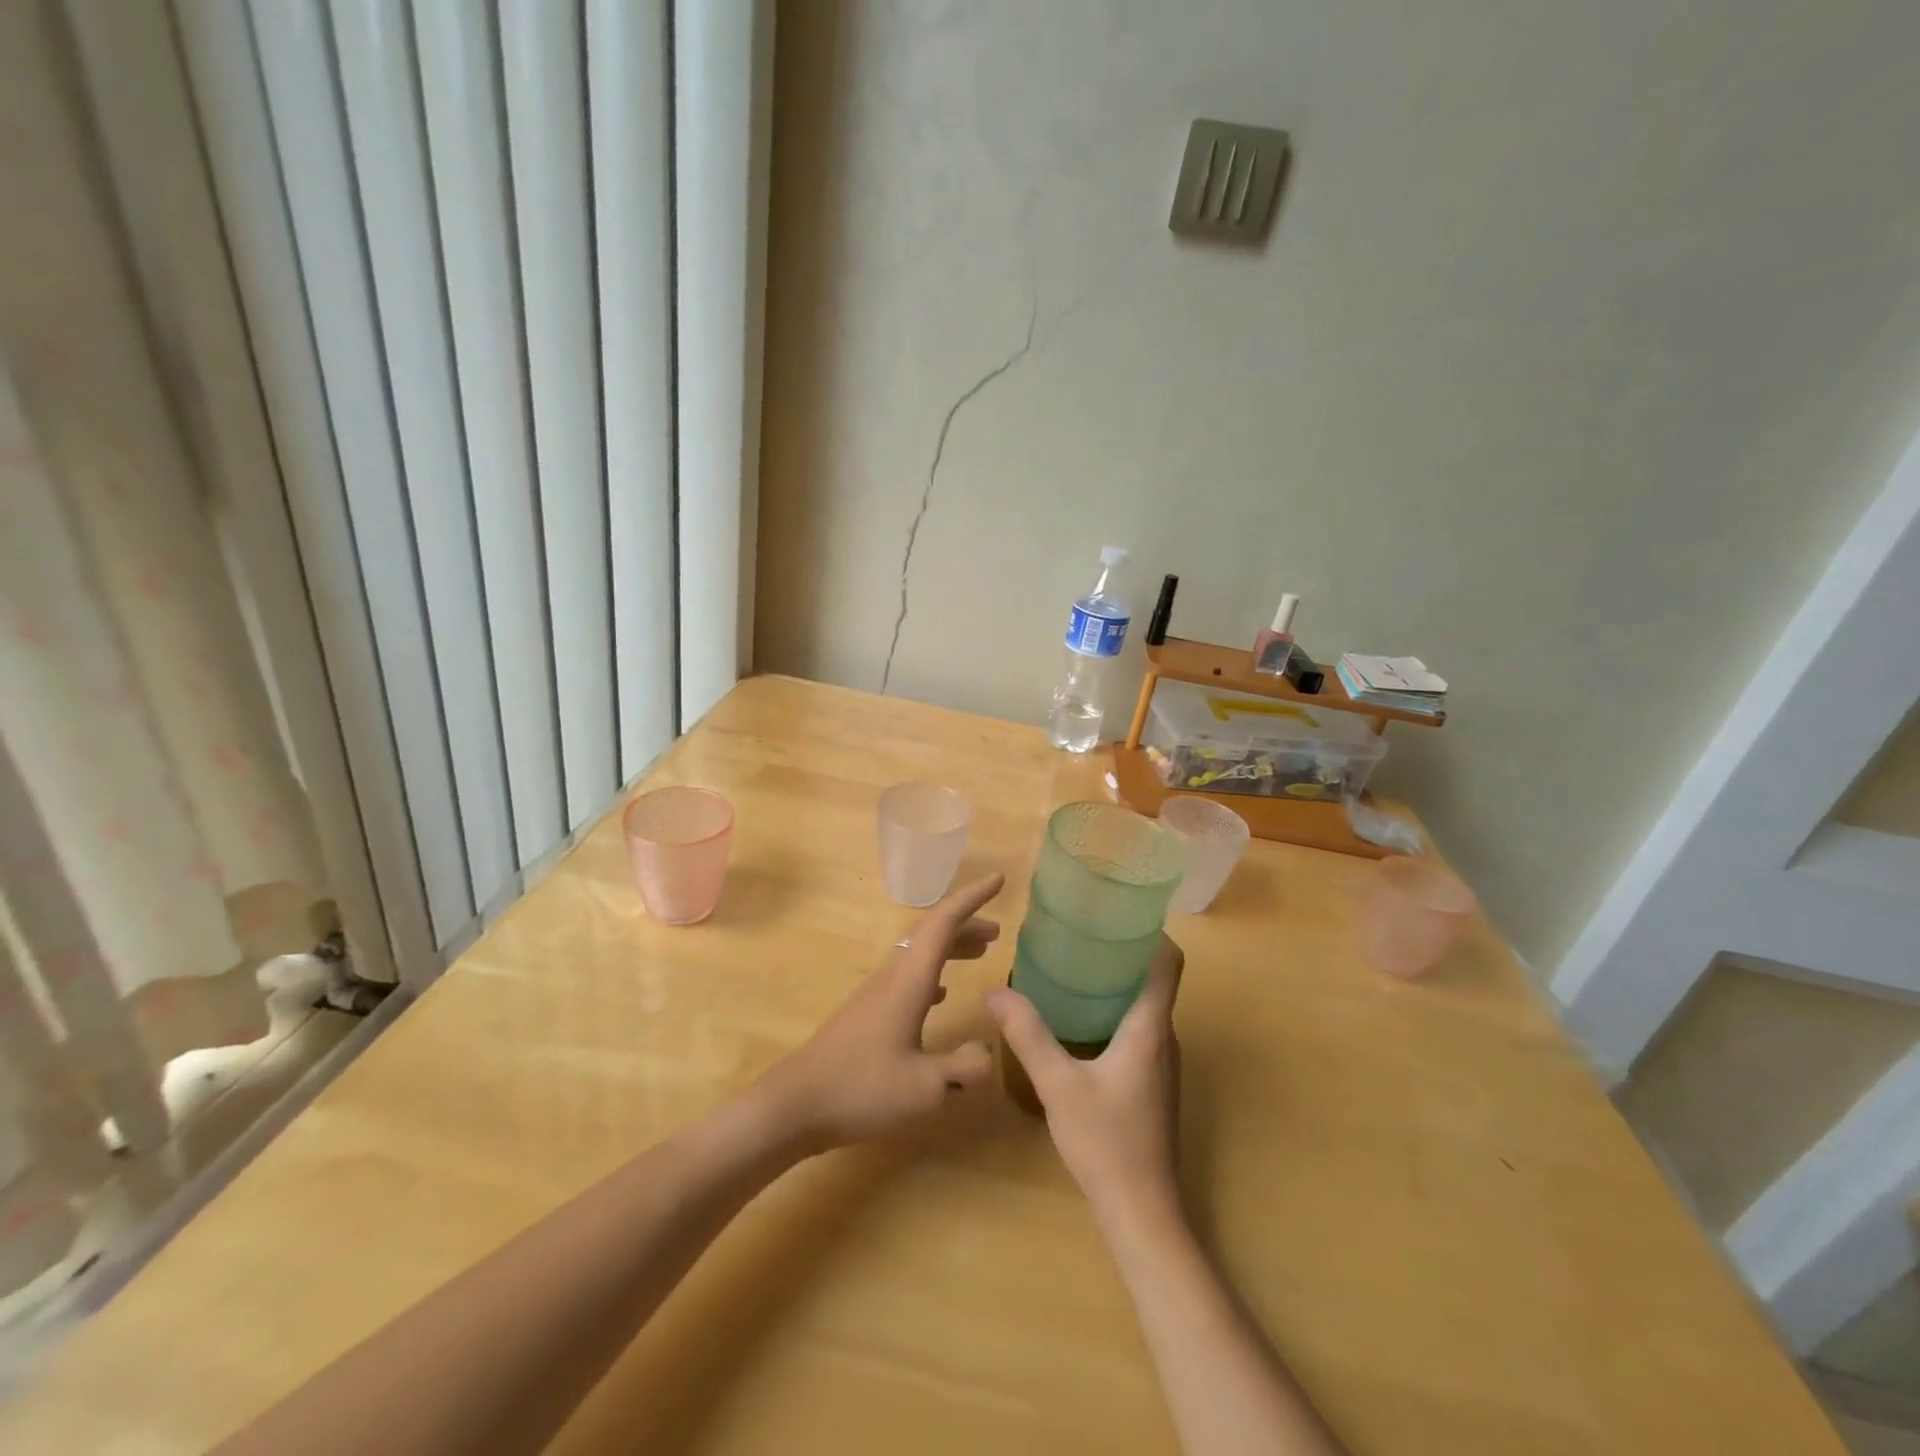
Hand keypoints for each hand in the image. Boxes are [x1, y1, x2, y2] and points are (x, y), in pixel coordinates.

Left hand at [755, 874, 1004, 1152]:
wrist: (795, 1105)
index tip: (999, 880)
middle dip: (967, 925)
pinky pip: (908, 977)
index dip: (973, 898)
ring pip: (920, 955)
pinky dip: (933, 973)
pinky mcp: (867, 1014)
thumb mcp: (925, 1088)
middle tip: (998, 931)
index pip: (944, 922)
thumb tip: (990, 1052)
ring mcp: (876, 994)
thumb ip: (964, 1068)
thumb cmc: (862, 1089)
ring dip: (951, 948)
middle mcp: (893, 977)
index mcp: (909, 981)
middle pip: (932, 934)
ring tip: (980, 954)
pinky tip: (942, 995)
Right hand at [986, 936, 1184, 1225]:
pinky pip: (1136, 1028)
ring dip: (1116, 982)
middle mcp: (1163, 1038)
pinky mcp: (1151, 1082)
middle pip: (1153, 979)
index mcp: (1150, 1028)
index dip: (1151, 932)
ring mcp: (1160, 1063)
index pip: (1169, 963)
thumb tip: (996, 990)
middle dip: (1121, 951)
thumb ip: (1028, 1035)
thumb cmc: (1106, 1142)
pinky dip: (1112, 1010)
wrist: (1141, 1213)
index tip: (1116, 912)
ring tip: (1073, 965)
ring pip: (1143, 1005)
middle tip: (1079, 932)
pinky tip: (1077, 1018)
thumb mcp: (1059, 1085)